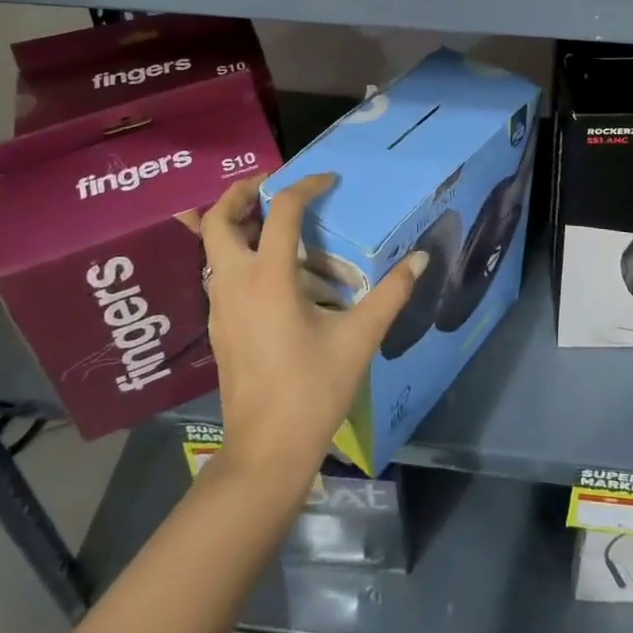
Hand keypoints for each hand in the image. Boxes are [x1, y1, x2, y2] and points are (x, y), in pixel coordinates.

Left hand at [201, 172, 421, 493]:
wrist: (265, 453)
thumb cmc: (312, 391)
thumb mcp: (358, 339)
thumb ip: (390, 294)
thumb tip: (419, 259)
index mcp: (268, 278)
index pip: (281, 210)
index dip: (305, 185)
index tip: (329, 180)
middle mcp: (235, 283)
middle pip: (218, 219)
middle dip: (241, 193)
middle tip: (273, 185)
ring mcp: (219, 306)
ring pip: (213, 246)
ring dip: (237, 223)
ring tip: (275, 222)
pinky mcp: (217, 326)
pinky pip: (220, 272)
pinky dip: (239, 253)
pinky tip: (273, 271)